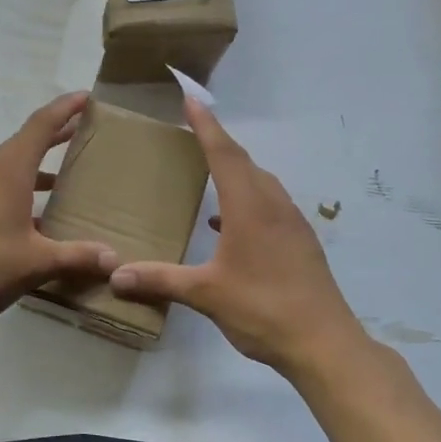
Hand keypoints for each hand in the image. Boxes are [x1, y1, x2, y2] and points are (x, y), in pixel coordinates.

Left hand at [0, 92, 119, 328]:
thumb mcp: (35, 263)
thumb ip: (76, 257)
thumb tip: (115, 259)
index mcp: (7, 171)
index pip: (40, 125)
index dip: (64, 108)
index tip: (86, 96)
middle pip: (25, 142)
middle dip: (56, 134)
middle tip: (85, 130)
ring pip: (11, 167)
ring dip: (38, 166)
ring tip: (67, 175)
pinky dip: (21, 190)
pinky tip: (37, 218)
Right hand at [109, 98, 364, 372]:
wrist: (325, 343)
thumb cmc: (263, 309)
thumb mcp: (206, 294)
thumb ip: (161, 280)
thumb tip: (116, 274)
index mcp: (250, 207)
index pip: (224, 154)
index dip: (206, 125)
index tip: (191, 98)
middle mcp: (274, 205)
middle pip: (244, 163)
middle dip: (218, 143)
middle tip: (194, 131)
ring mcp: (292, 223)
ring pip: (261, 183)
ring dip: (236, 171)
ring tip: (210, 172)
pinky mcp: (301, 242)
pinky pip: (271, 204)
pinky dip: (247, 200)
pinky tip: (228, 224)